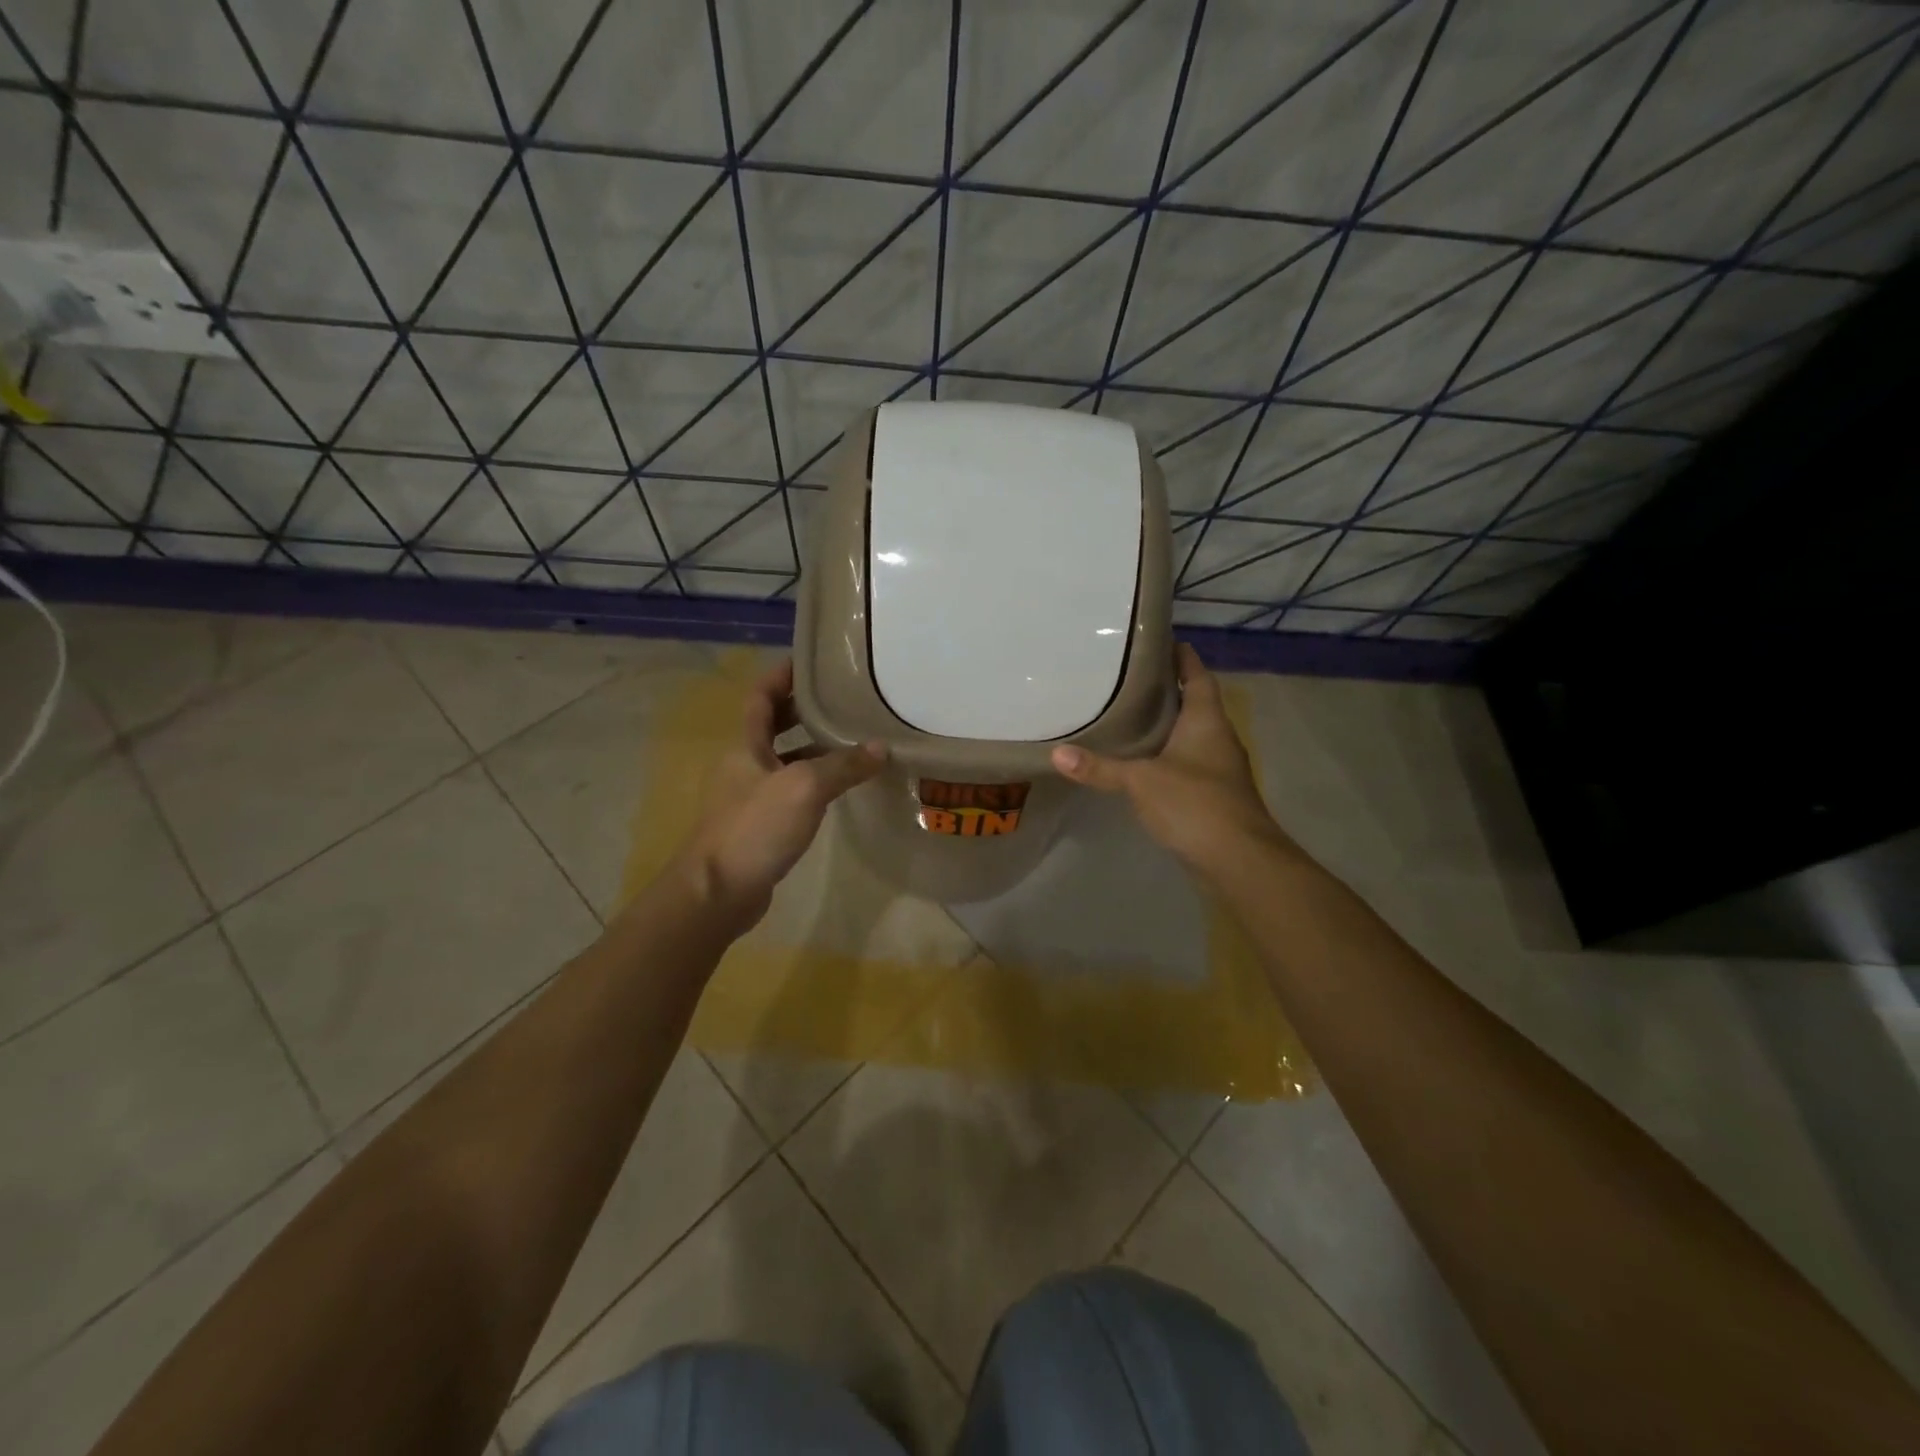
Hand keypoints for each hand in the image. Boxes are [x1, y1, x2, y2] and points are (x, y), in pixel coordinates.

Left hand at [676, 658, 885, 927]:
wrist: (718, 892)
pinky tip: (840, 788)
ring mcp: (750, 797)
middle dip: (802, 709)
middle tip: (841, 698)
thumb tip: (881, 747)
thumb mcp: (804, 788)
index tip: (811, 661)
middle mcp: (744, 765)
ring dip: (813, 748)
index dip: (782, 675)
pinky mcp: (760, 826)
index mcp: (745, 745)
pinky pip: (791, 791)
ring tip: (852, 738)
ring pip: (784, 760)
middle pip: (772, 726)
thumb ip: (842, 766)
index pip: (760, 696)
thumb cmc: (754, 828)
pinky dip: (814, 783)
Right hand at [1051, 644, 1286, 872]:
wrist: (1240, 860)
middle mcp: (1218, 739)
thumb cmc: (1195, 803)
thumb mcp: (1141, 781)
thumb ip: (1101, 768)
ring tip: (1130, 718)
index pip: (1198, 677)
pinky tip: (1143, 765)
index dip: (1184, 658)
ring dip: (1168, 727)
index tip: (1164, 642)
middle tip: (1130, 680)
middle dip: (1168, 692)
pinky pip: (1188, 765)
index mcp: (1207, 721)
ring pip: (1191, 737)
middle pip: (1195, 705)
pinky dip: (1167, 758)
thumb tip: (1057, 753)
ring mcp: (1219, 770)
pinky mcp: (1214, 797)